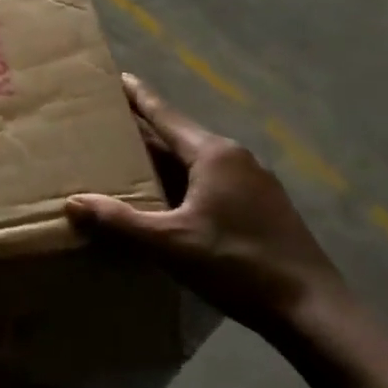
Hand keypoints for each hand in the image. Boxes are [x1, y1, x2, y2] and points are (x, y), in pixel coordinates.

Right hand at [66, 74, 345, 336]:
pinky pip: (214, 180)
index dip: (138, 95)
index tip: (117, 76)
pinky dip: (186, 180)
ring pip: (197, 160)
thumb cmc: (238, 265)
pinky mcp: (265, 207)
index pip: (164, 114)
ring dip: (166, 159)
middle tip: (109, 124)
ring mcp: (255, 182)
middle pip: (179, 135)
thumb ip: (120, 221)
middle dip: (145, 130)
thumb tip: (72, 203)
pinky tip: (173, 200)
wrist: (315, 312)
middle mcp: (235, 158)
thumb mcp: (170, 244)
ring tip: (133, 161)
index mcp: (212, 154)